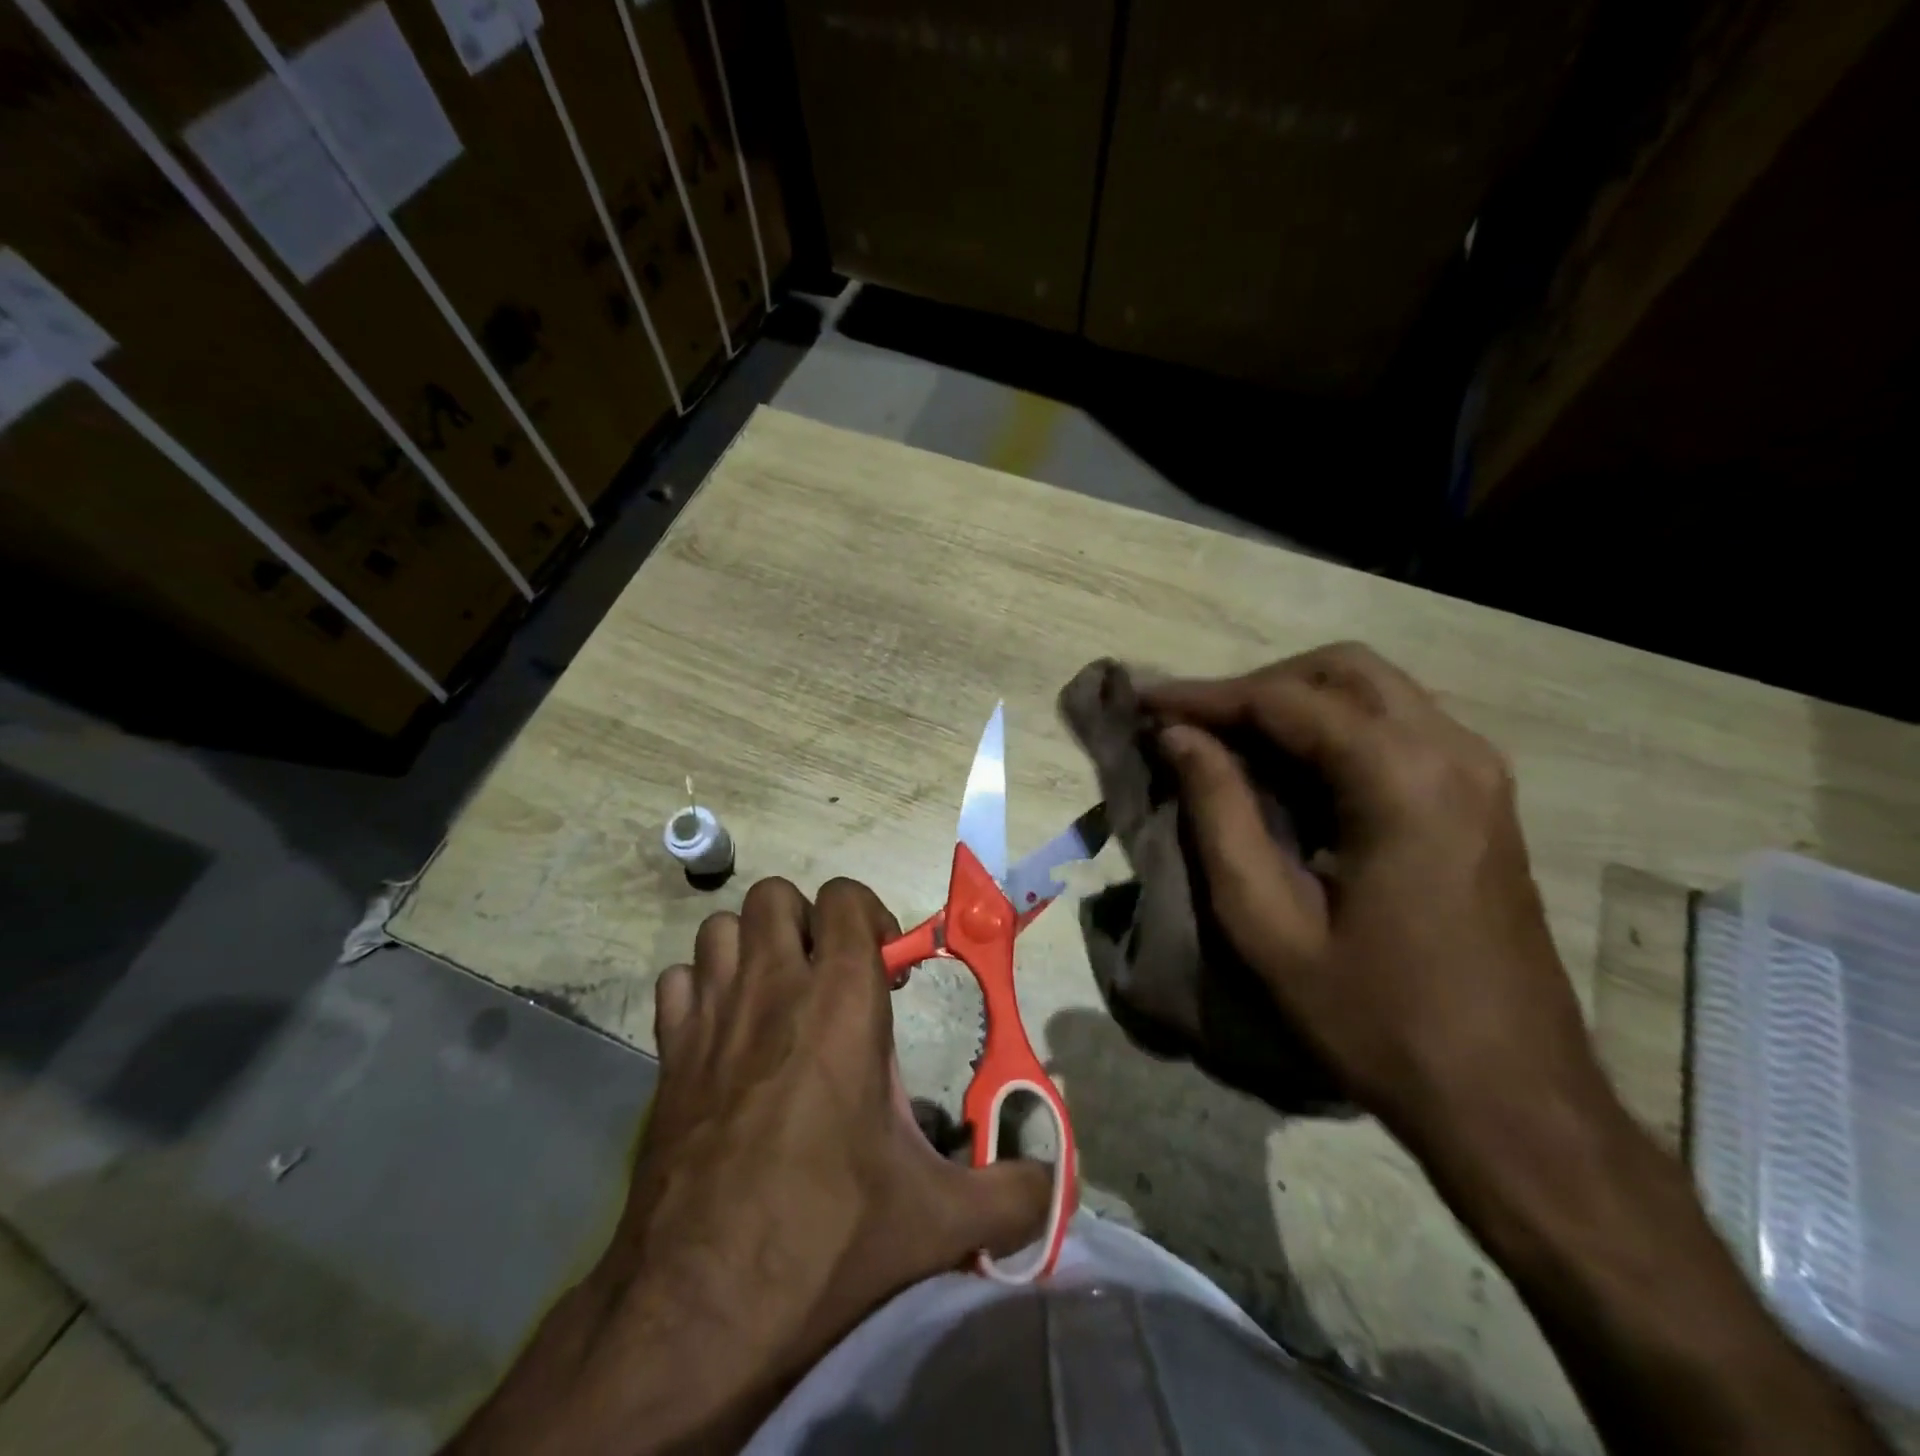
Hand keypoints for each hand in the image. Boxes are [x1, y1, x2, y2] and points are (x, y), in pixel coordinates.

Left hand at [448, 878, 1047, 1454]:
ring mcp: (710, 1017)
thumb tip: (1053, 1186)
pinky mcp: (666, 1056)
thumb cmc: (825, 1239)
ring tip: (778, 998)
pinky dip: (701, 991)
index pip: (847, 898)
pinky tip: (723, 1036)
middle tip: (831, 978)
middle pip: (776, 895)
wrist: (696, 1314)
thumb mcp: (936, 1219)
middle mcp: (772, 989)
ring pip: (722, 928)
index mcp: (840, 1001)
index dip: (871, 918)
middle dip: (807, 922)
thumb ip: (1011, 1194)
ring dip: (752, 947)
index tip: (888, 973)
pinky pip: (679, 984)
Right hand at [1143, 643, 1603, 1145]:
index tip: (1145, 704)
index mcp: (1402, 780)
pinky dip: (1332, 729)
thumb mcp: (1269, 924)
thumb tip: (1179, 738)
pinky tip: (1290, 773)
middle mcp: (1453, 752)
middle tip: (1193, 727)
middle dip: (1256, 687)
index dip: (1205, 696)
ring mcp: (1479, 772)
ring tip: (1228, 745)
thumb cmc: (1378, 1019)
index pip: (1285, 700)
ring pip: (1372, 691)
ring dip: (1294, 703)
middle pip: (1341, 670)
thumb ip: (1219, 814)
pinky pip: (1397, 727)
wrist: (1513, 1100)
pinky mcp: (1483, 798)